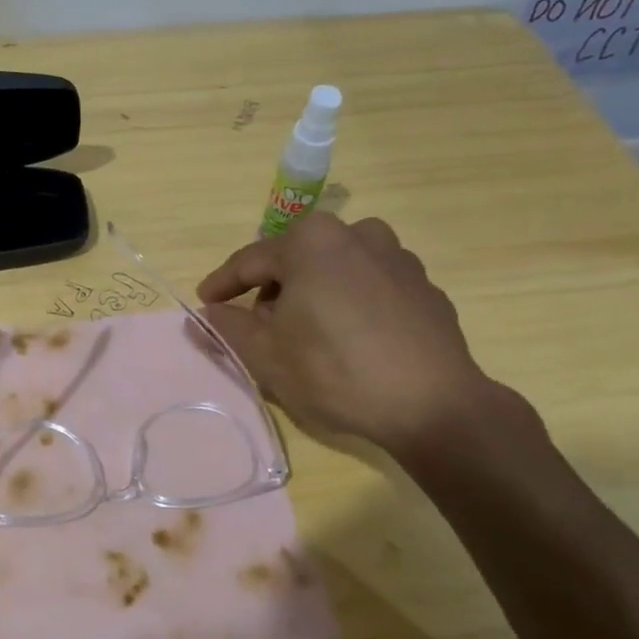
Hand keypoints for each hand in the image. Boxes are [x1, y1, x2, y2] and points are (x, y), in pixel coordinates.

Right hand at [198, 213, 508, 458]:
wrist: (433, 405)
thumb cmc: (336, 371)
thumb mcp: (266, 354)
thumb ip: (228, 327)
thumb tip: (206, 313)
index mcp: (312, 241)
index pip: (251, 260)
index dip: (223, 284)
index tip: (205, 302)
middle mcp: (356, 234)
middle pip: (296, 260)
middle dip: (272, 291)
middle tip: (260, 328)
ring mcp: (397, 257)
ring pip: (335, 270)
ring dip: (313, 294)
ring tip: (308, 334)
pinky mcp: (424, 286)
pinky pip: (370, 286)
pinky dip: (351, 304)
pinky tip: (351, 341)